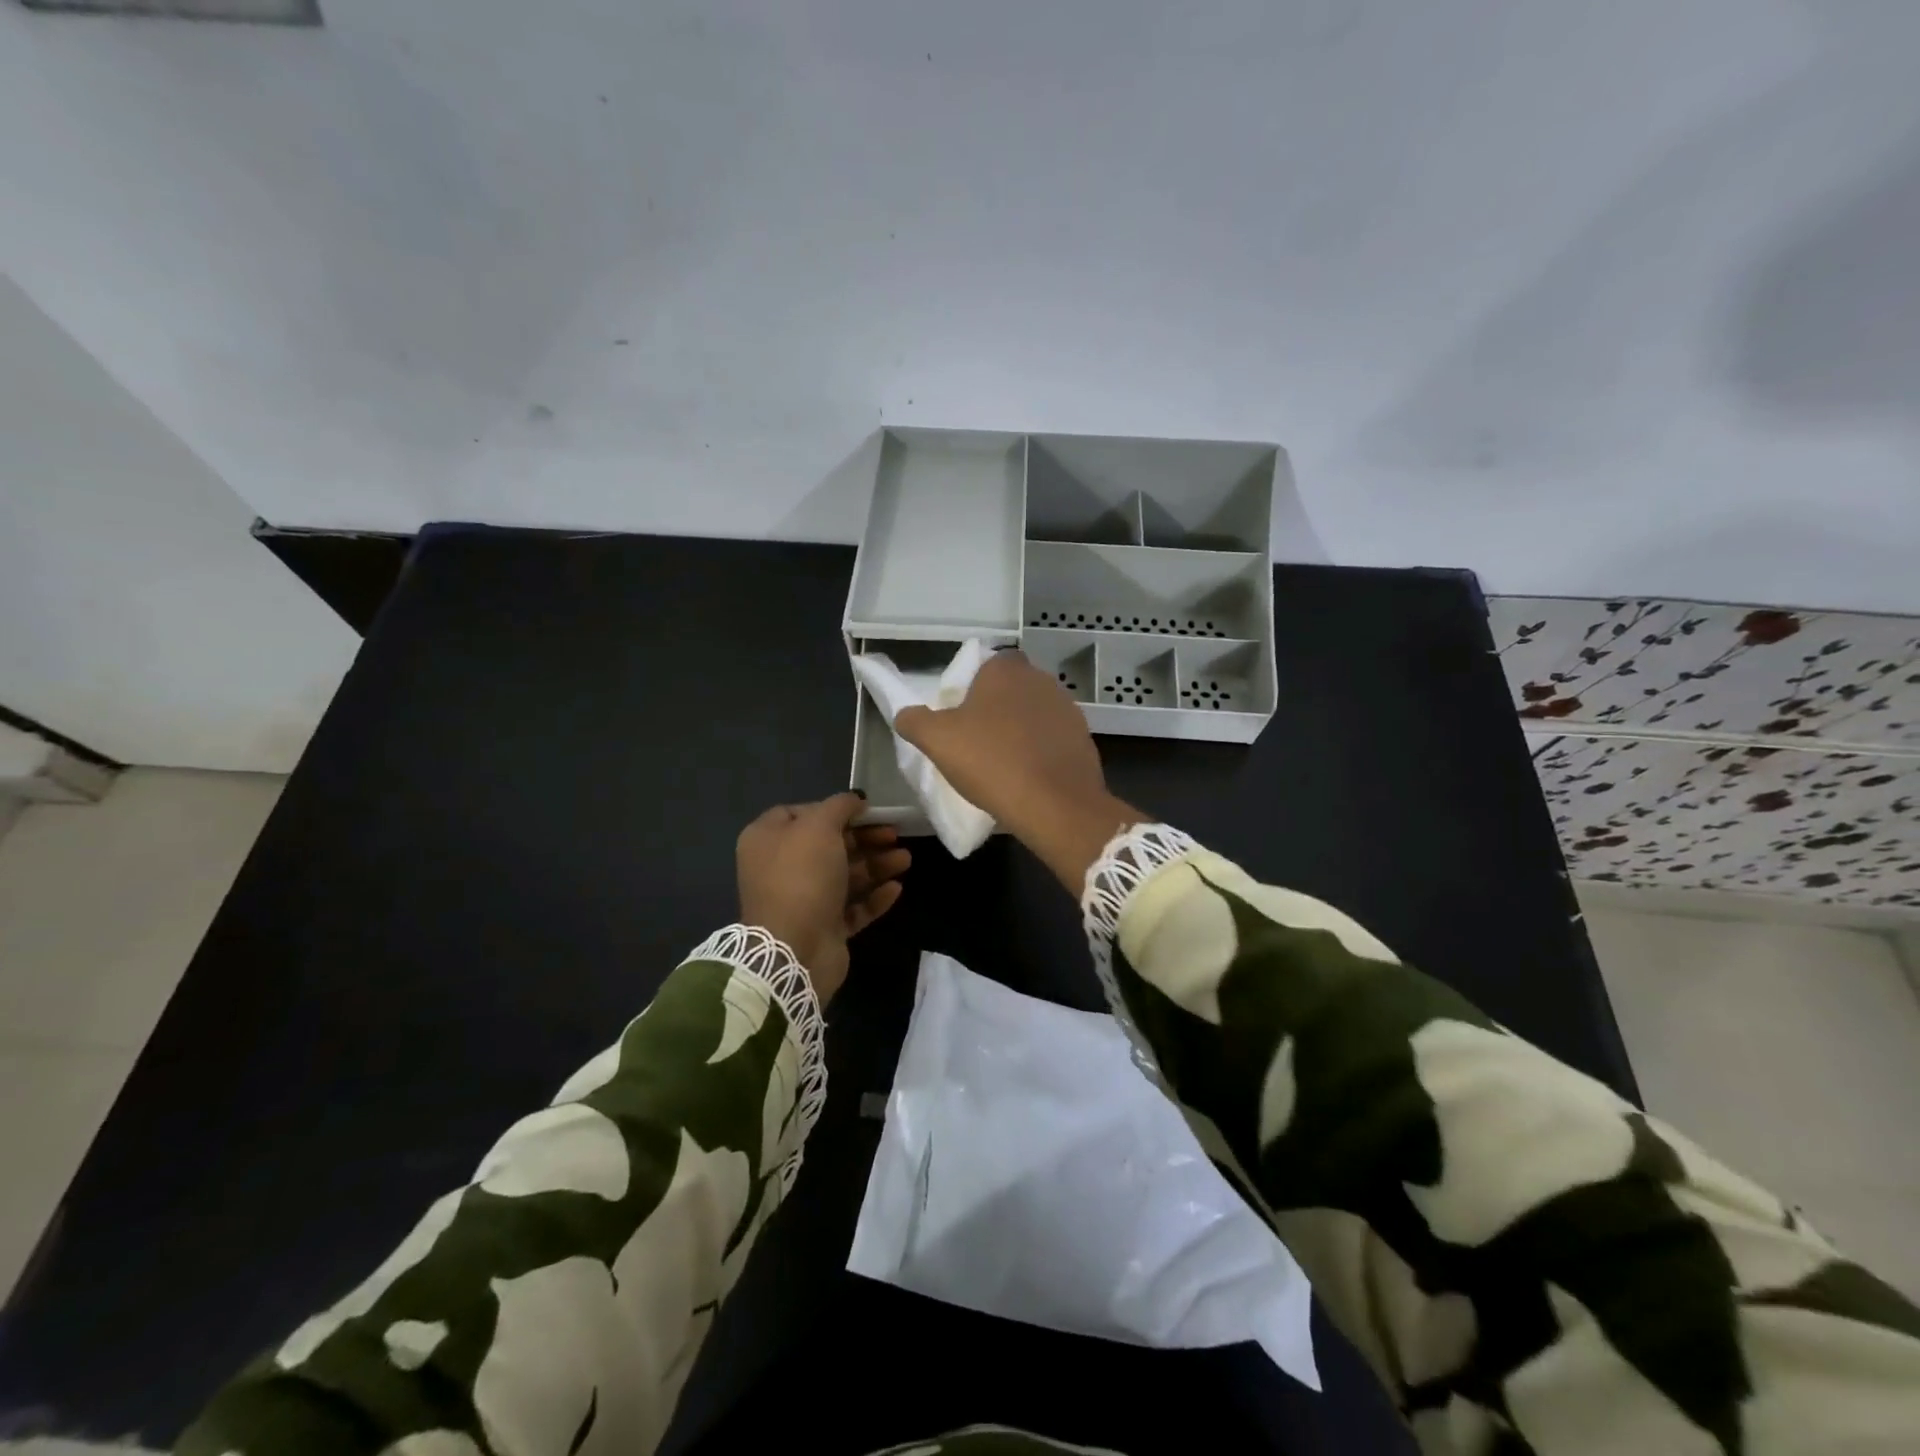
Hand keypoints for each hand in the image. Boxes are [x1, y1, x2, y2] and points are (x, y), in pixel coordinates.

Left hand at [736, 793, 910, 1003]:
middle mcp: (781, 868)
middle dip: (865, 838)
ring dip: (876, 865)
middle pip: (829, 845)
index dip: (834, 809)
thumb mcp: (820, 826)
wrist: (795, 949)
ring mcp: (802, 900)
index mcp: (768, 839)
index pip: (801, 813)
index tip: (866, 810)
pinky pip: (851, 907)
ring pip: (844, 876)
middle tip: (895, 833)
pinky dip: (873, 897)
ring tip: (906, 859)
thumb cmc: (802, 876)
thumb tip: (855, 799)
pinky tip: (896, 888)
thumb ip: (840, 806)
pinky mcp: (822, 928)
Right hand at [896, 652, 1141, 891]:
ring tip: (1002, 763)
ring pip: (1034, 713)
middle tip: (977, 740)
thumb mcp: (937, 741)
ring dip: (1020, 730)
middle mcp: (1041, 679)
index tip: (961, 716)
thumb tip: (905, 714)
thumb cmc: (990, 761)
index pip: (987, 665)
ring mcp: (1067, 708)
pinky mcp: (1083, 738)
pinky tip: (1028, 776)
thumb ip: (915, 721)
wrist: (1054, 804)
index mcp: (1006, 670)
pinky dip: (1040, 751)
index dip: (973, 687)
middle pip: (1011, 689)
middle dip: (996, 708)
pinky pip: (1053, 739)